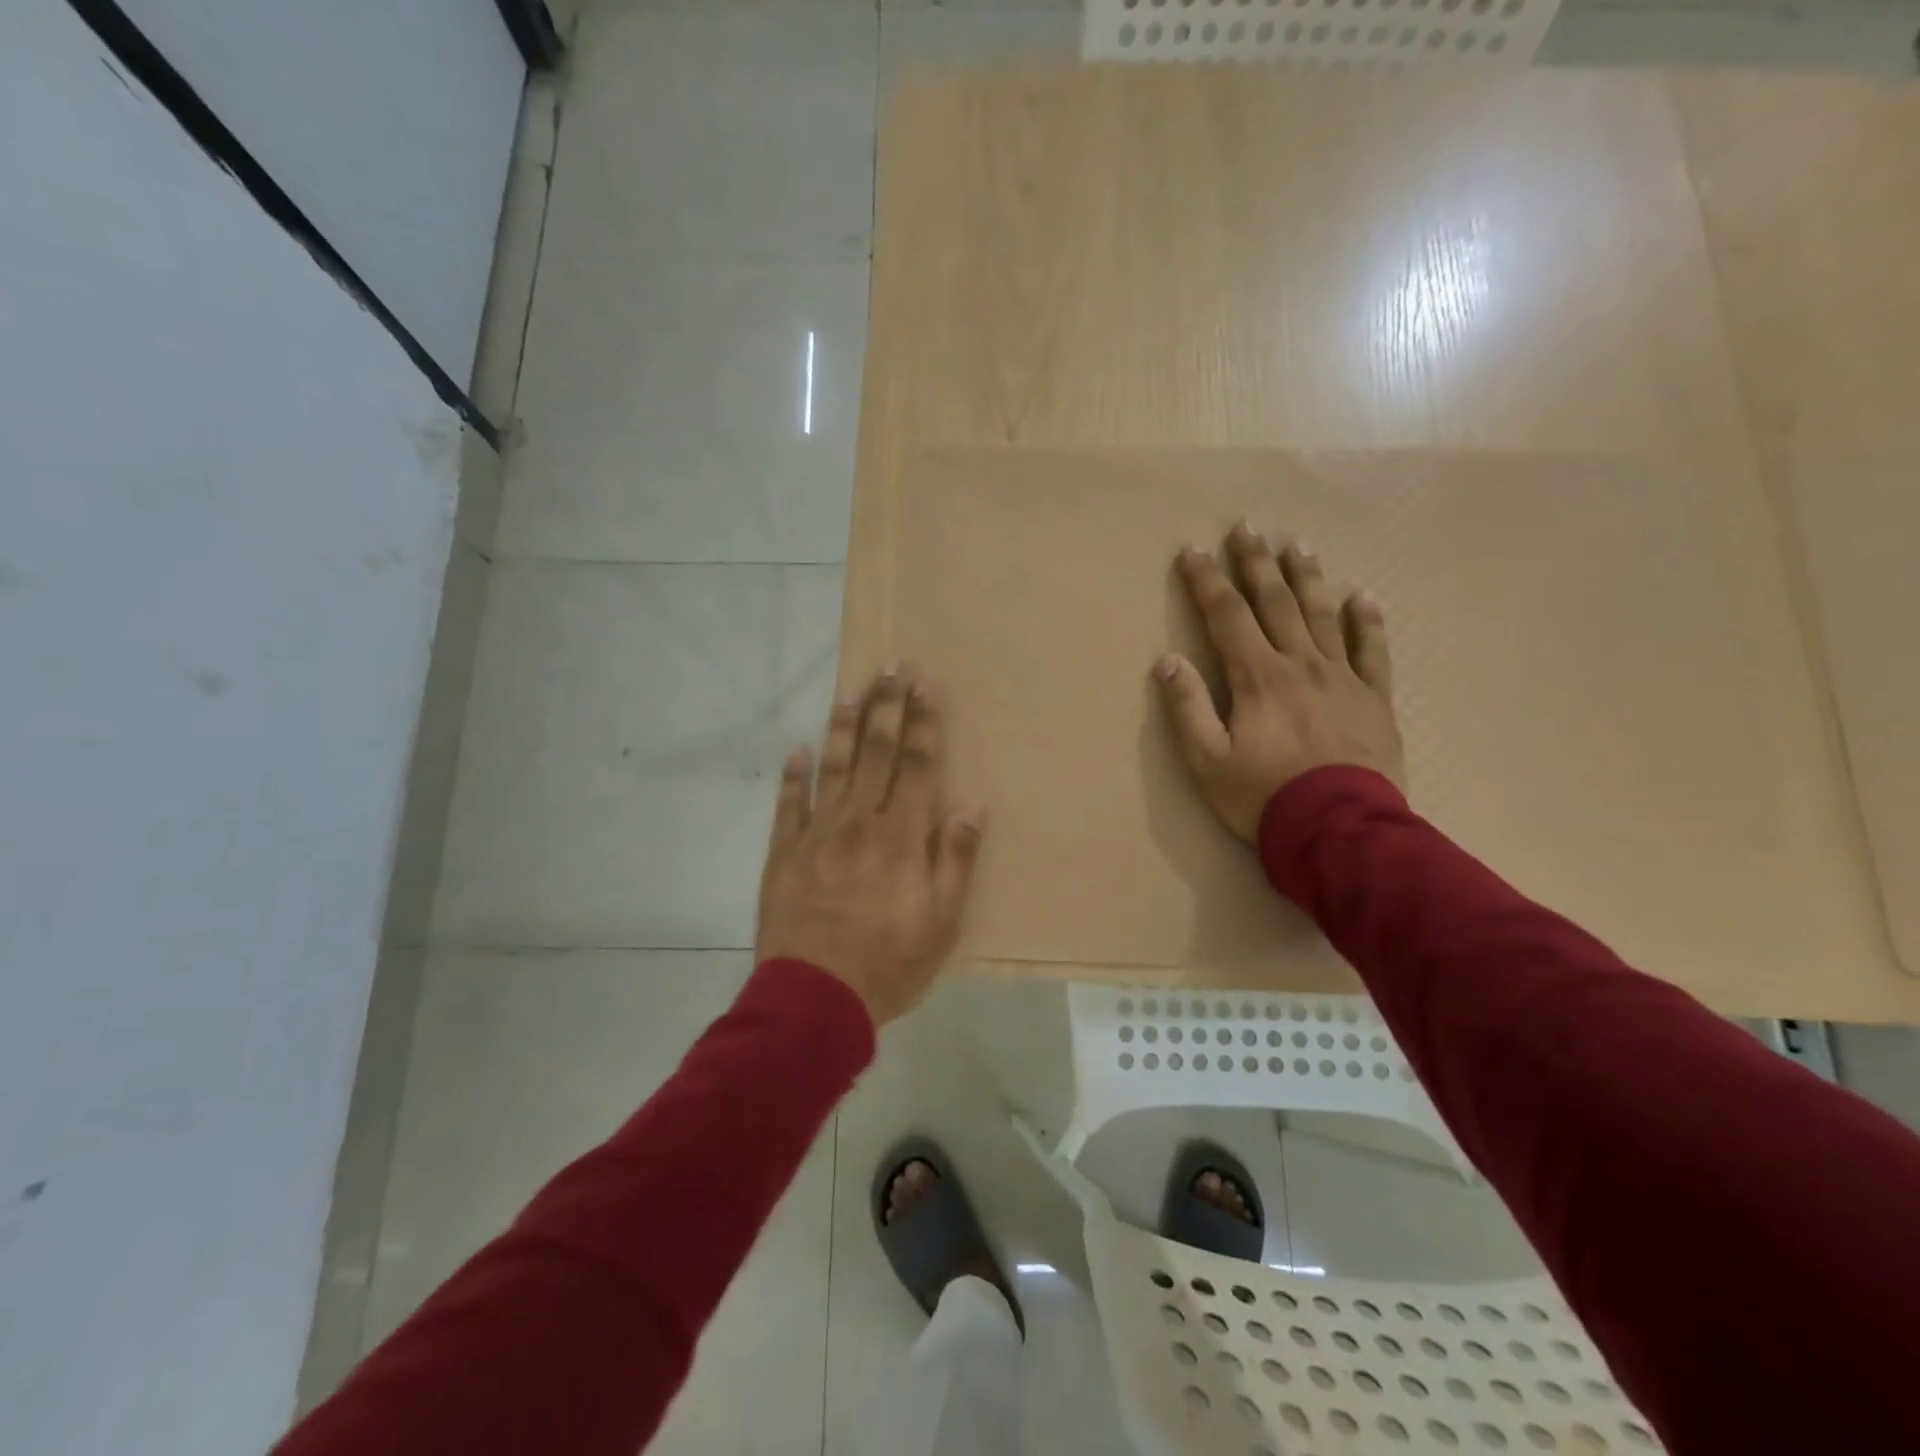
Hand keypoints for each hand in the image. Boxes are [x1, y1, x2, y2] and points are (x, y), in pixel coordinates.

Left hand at [756, 668, 984, 1024]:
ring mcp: (817, 834)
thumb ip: (955, 858)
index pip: (917, 766)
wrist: (813, 998)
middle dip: (886, 707)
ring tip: (851, 690)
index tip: (925, 686)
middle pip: (875, 752)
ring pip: (832, 767)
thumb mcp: (941, 921)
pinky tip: (797, 750)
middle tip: (892, 666)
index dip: (923, 724)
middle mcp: (859, 822)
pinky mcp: (784, 853)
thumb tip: (971, 805)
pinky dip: (793, 776)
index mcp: (900, 836)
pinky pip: (788, 805)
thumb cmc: (888, 963)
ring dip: (842, 726)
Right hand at [1155, 524, 1404, 841]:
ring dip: (1306, 578)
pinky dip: (1366, 621)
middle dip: (1256, 564)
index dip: (1207, 581)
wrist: (1340, 830)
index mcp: (1257, 677)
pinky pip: (1372, 651)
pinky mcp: (1374, 699)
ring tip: (1298, 546)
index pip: (1226, 616)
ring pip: (1322, 615)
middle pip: (1275, 603)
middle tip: (1247, 529)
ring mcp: (1342, 678)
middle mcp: (1300, 664)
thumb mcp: (1206, 761)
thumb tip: (1166, 661)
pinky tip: (1362, 597)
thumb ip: (1186, 708)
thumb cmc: (1263, 797)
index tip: (1193, 551)